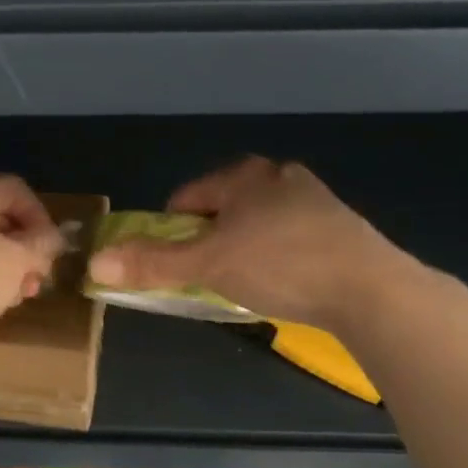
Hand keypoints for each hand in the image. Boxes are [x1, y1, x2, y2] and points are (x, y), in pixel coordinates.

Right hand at [86, 156, 414, 330]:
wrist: (372, 290)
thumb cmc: (281, 265)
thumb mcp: (207, 266)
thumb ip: (152, 264)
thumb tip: (94, 264)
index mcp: (246, 177)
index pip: (189, 197)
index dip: (172, 229)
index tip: (174, 262)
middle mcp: (281, 179)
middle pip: (225, 207)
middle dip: (210, 238)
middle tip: (208, 273)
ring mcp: (316, 202)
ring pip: (260, 222)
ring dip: (245, 246)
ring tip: (247, 281)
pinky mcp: (342, 230)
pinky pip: (291, 238)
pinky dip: (279, 256)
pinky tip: (286, 283)